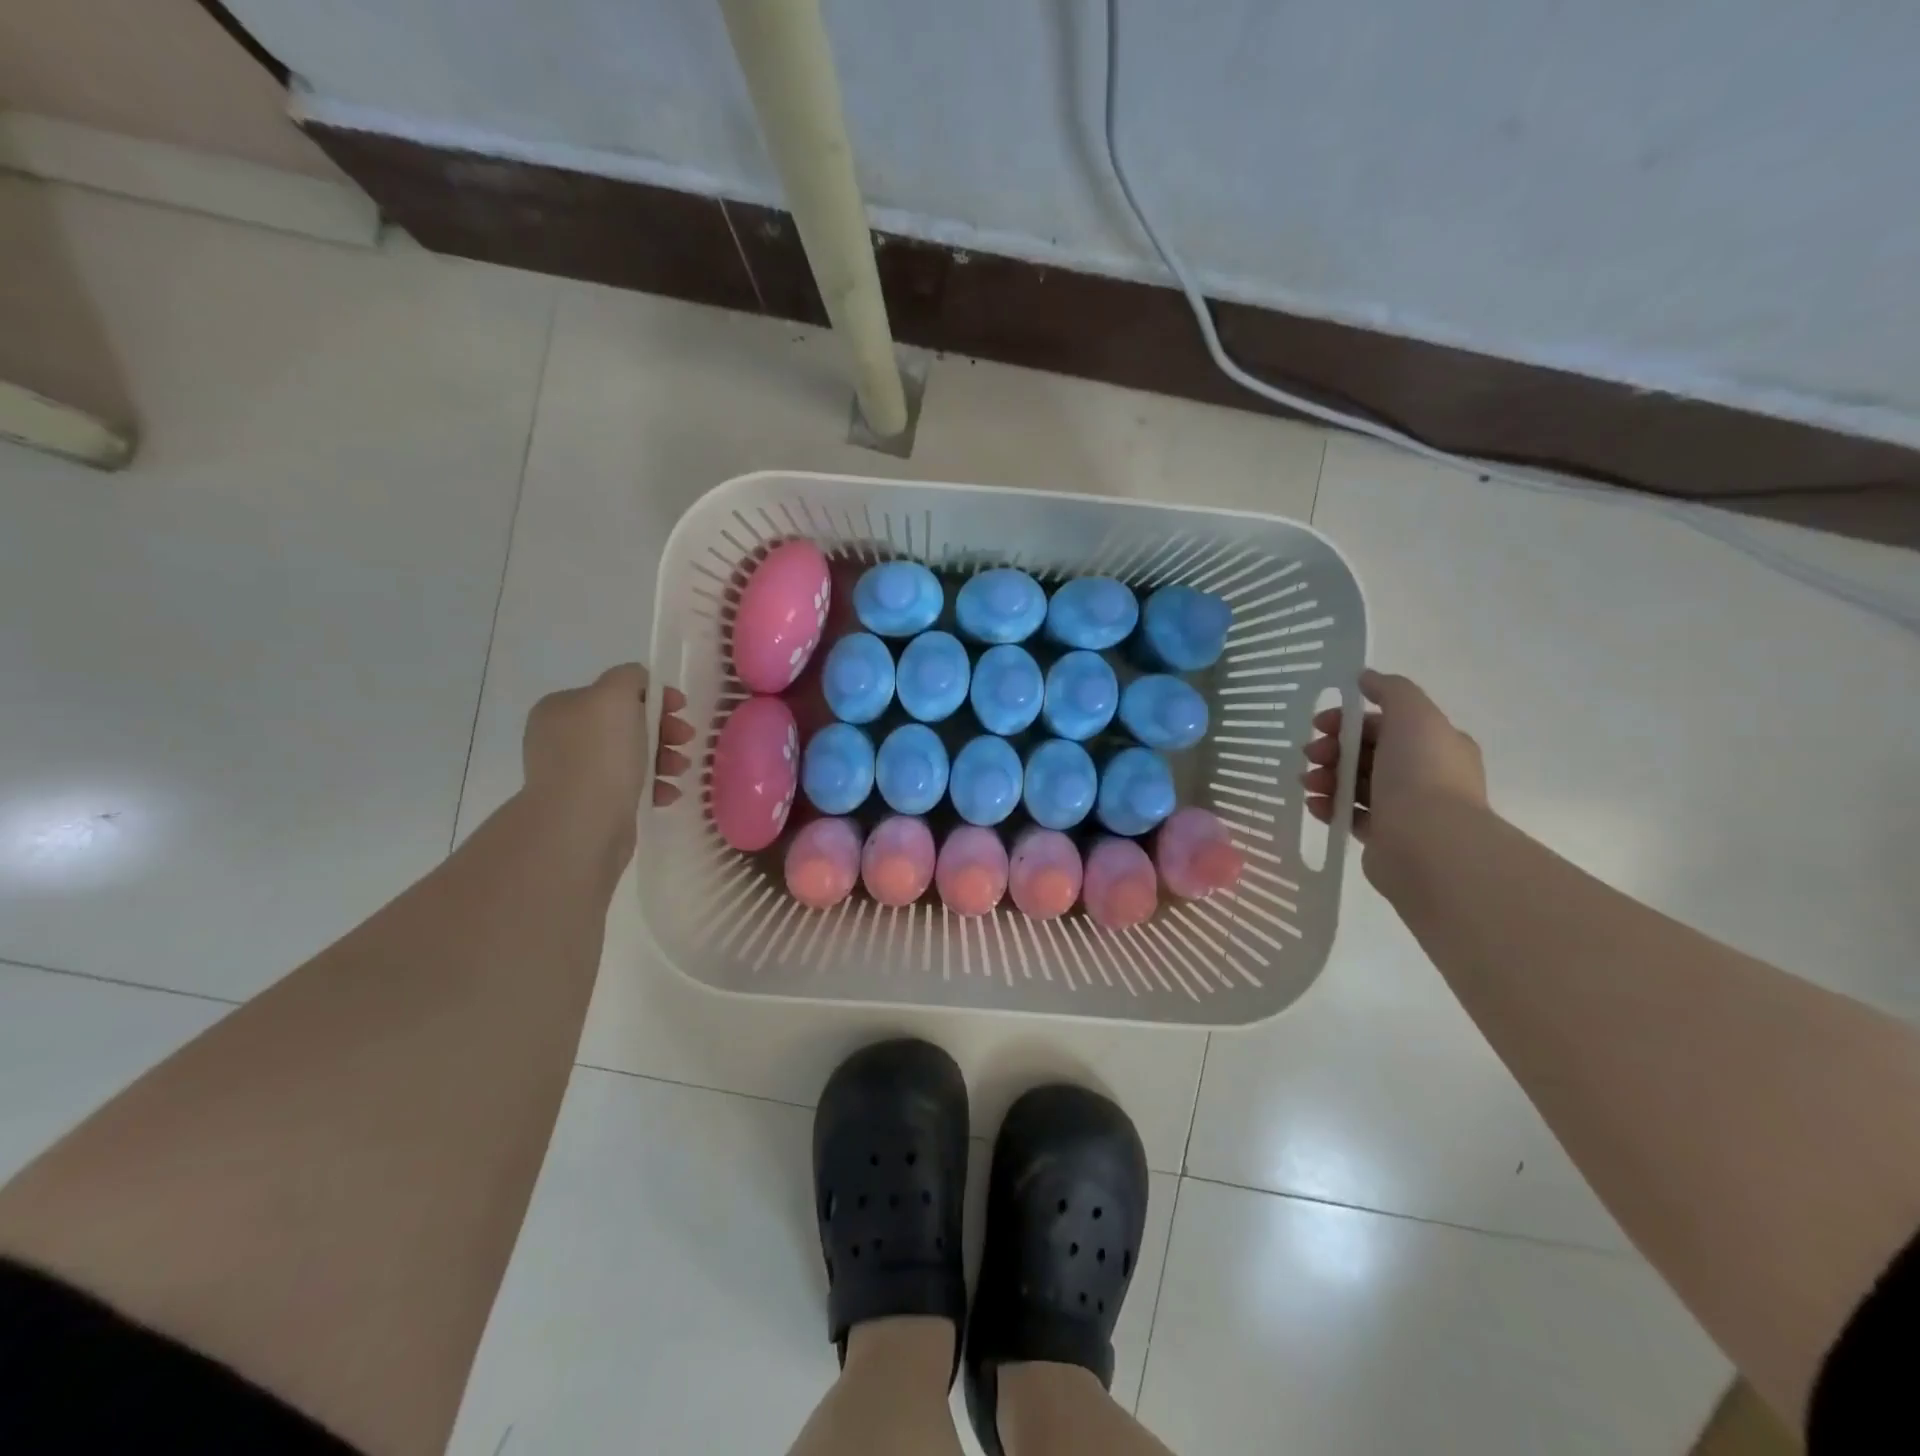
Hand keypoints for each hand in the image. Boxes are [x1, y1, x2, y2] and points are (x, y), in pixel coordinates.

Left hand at [522, 665, 693, 853]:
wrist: (581, 823)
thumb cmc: (600, 755)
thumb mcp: (615, 696)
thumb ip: (628, 677)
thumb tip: (639, 682)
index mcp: (561, 708)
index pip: (614, 691)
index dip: (653, 695)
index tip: (682, 708)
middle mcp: (562, 738)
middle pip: (627, 724)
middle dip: (664, 730)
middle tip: (686, 739)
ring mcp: (575, 774)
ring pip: (633, 756)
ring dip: (664, 758)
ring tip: (680, 770)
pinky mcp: (591, 805)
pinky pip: (631, 787)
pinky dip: (654, 786)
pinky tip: (667, 794)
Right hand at [1302, 669, 1486, 872]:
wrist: (1428, 843)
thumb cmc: (1421, 773)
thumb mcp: (1412, 714)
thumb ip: (1390, 690)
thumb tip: (1365, 677)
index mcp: (1436, 744)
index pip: (1384, 725)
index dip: (1348, 721)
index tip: (1320, 725)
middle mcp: (1424, 775)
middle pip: (1366, 754)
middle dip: (1332, 750)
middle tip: (1310, 755)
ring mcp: (1405, 809)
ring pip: (1356, 785)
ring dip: (1326, 778)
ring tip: (1308, 783)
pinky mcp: (1385, 838)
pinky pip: (1350, 815)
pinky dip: (1329, 807)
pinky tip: (1314, 805)